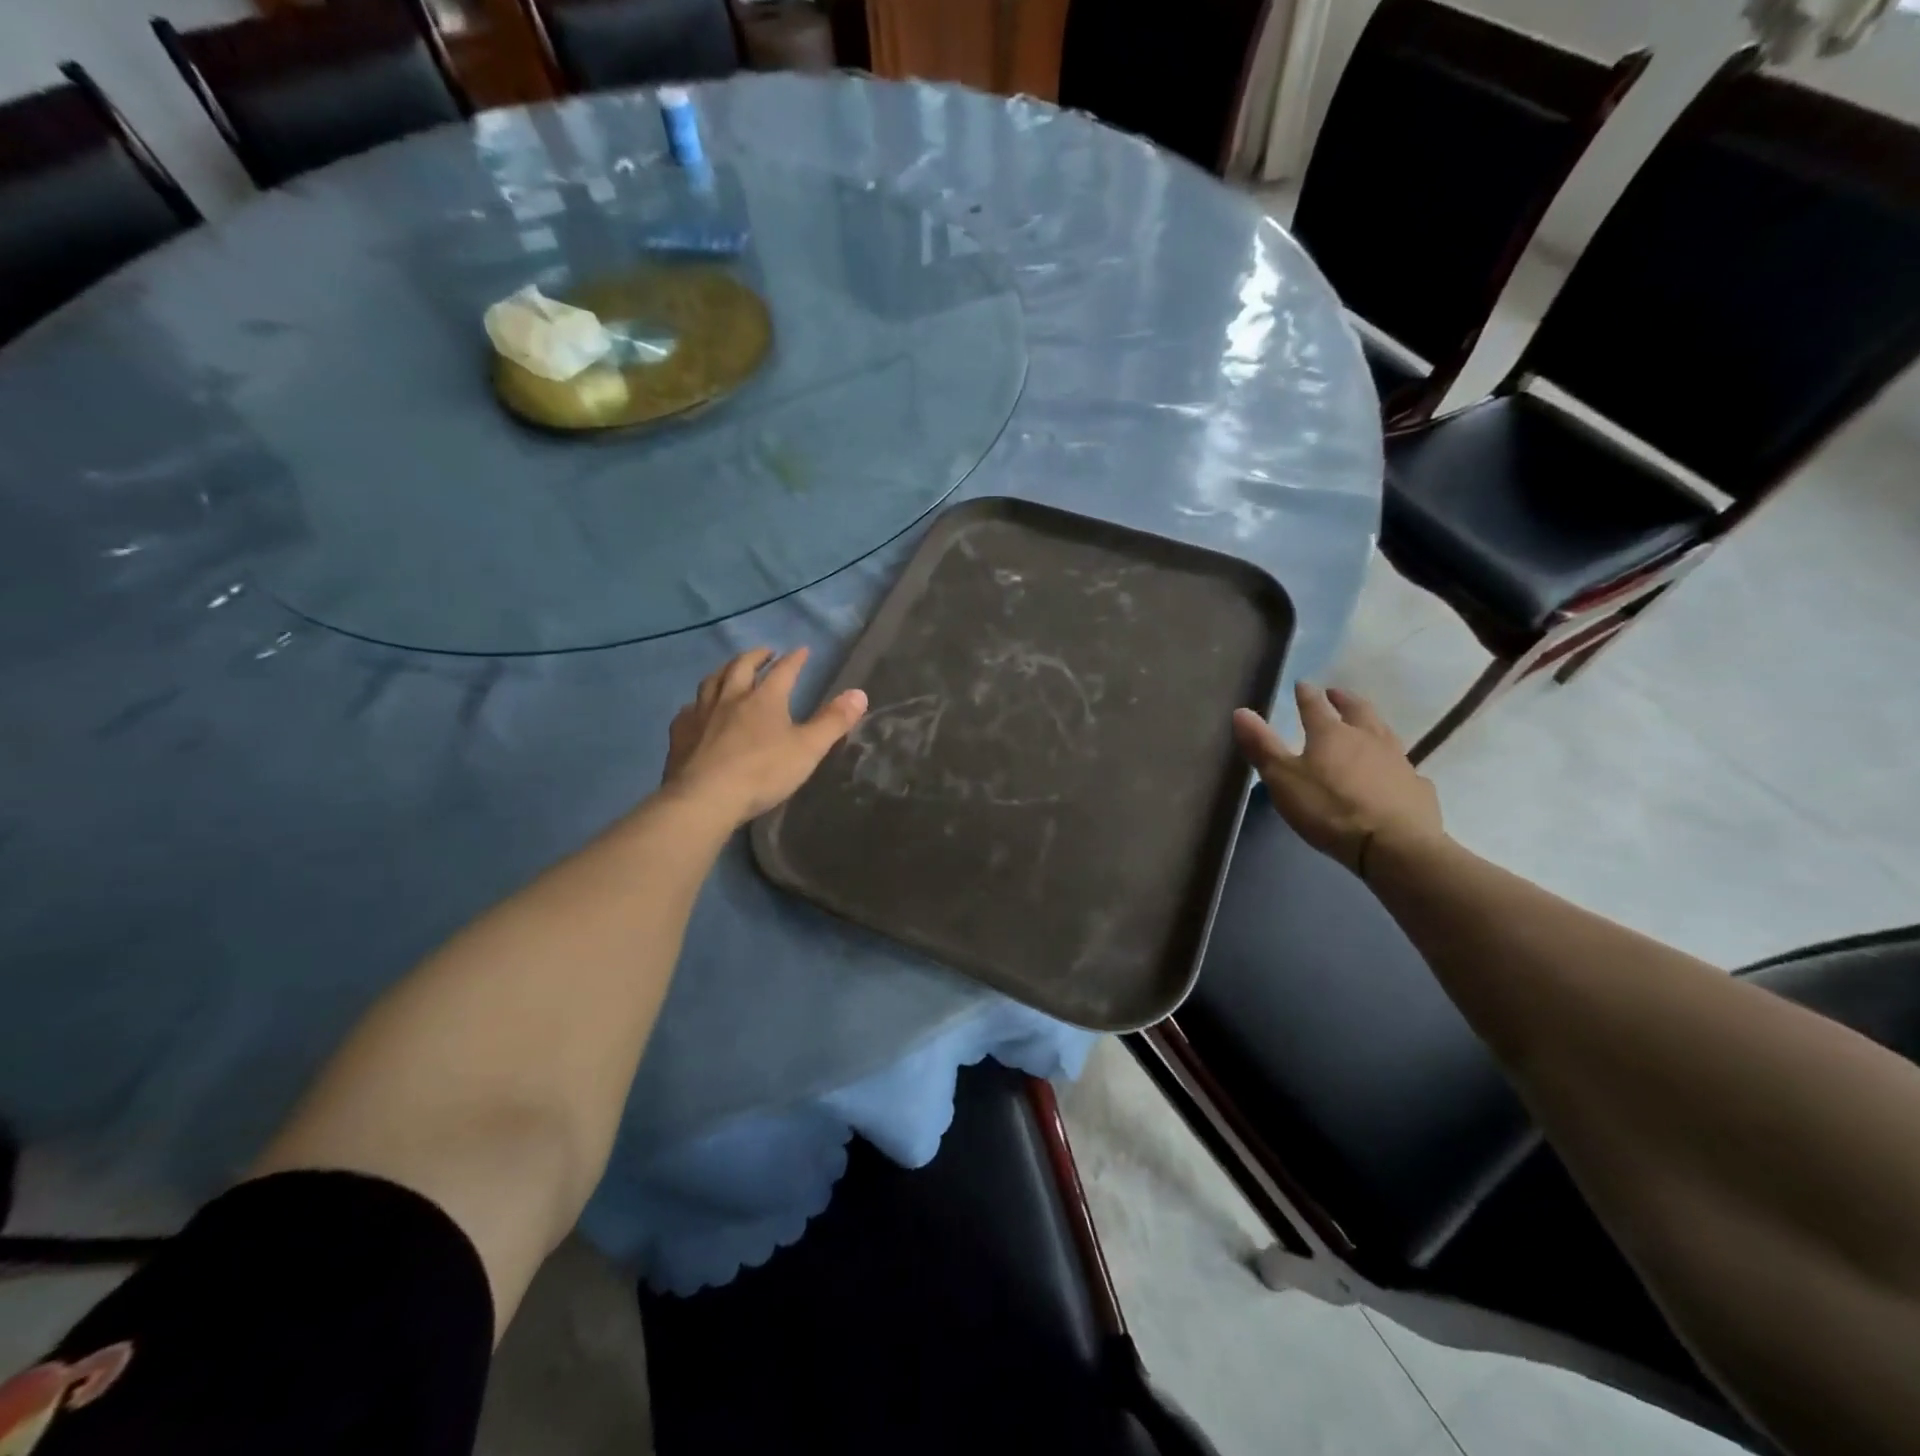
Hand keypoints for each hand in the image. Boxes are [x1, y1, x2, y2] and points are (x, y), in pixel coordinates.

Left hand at [663, 648, 866, 825]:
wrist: (704, 798)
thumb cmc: (762, 773)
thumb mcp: (808, 749)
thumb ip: (833, 721)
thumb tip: (860, 693)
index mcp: (764, 699)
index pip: (784, 670)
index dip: (795, 659)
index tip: (803, 650)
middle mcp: (731, 697)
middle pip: (742, 667)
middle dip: (756, 656)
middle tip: (765, 652)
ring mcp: (701, 714)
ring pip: (711, 682)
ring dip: (724, 671)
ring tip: (731, 671)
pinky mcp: (680, 734)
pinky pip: (688, 710)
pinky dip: (696, 703)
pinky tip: (696, 709)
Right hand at [1232, 682, 1443, 875]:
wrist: (1392, 845)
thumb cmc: (1329, 808)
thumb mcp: (1282, 779)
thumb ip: (1262, 746)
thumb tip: (1241, 711)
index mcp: (1332, 734)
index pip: (1314, 706)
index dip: (1306, 695)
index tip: (1301, 685)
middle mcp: (1368, 739)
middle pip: (1358, 711)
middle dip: (1345, 700)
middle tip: (1337, 694)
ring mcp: (1398, 762)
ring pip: (1385, 733)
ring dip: (1373, 724)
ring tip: (1366, 724)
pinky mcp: (1417, 788)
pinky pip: (1405, 769)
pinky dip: (1395, 764)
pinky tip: (1395, 773)